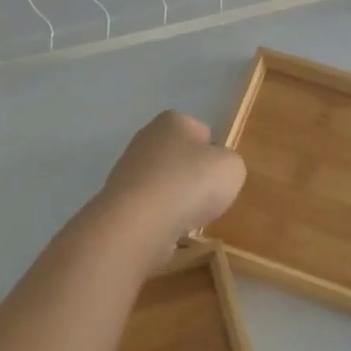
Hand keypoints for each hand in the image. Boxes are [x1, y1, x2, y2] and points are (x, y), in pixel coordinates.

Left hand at [92, 112, 247, 269]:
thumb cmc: (190, 184)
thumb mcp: (231, 168)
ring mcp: (127, 169)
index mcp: (173, 121)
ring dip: (176, 199)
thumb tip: (214, 170)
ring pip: (164, 183)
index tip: (219, 176)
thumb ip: (229, 163)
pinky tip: (167, 229)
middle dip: (192, 176)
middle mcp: (146, 138)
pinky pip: (149, 207)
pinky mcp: (118, 200)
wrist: (138, 223)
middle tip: (206, 198)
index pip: (201, 131)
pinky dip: (160, 218)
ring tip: (187, 218)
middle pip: (180, 157)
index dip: (214, 154)